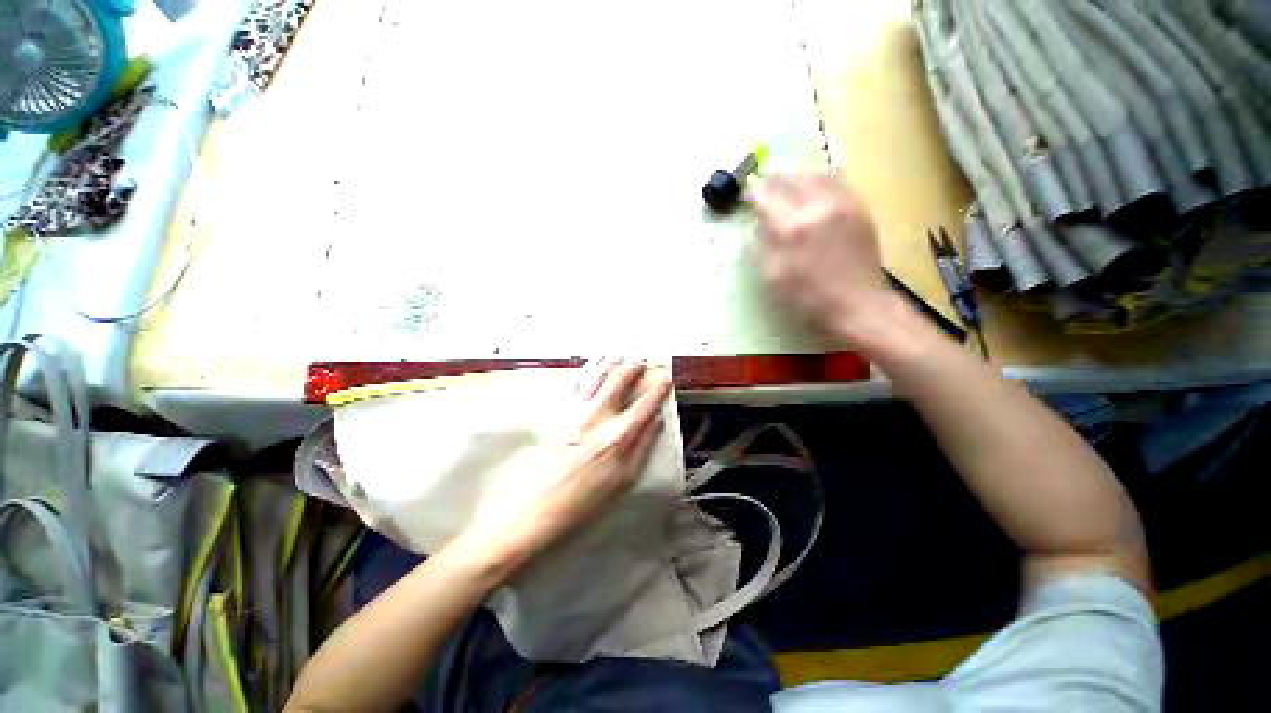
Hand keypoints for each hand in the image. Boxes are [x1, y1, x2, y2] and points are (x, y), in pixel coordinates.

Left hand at [453, 358, 671, 575]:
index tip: (664, 379)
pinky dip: (586, 372)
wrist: (534, 511)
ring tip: (617, 354)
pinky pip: (575, 386)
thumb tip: (656, 421)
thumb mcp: (624, 481)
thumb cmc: (584, 504)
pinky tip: (590, 368)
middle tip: (640, 360)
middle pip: (618, 381)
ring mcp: (575, 413)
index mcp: (618, 436)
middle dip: (632, 366)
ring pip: (595, 377)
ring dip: (608, 362)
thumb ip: (643, 447)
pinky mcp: (557, 415)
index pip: (645, 404)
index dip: (658, 389)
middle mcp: (598, 417)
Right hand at [753, 173, 893, 343]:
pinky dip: (820, 179)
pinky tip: (814, 189)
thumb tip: (760, 223)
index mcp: (792, 229)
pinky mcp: (860, 207)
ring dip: (797, 175)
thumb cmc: (808, 298)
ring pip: (816, 173)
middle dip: (773, 178)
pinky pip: (838, 181)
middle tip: (764, 184)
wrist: (858, 306)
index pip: (765, 197)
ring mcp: (843, 204)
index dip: (752, 194)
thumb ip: (764, 244)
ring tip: (787, 182)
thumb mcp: (773, 277)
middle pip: (791, 176)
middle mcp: (818, 207)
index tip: (745, 196)